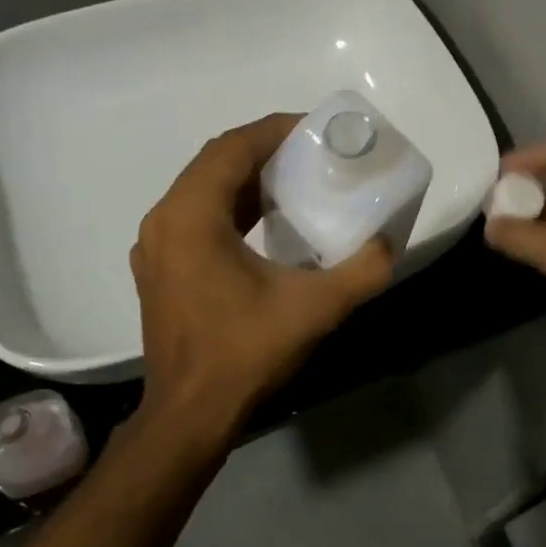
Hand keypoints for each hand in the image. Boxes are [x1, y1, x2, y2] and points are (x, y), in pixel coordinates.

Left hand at [130, 113, 394, 439]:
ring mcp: (156, 245)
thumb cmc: (244, 354)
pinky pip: (196, 214)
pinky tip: (266, 219)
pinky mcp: (160, 267)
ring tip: (294, 177)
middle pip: (215, 161)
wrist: (189, 417)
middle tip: (311, 151)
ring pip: (203, 187)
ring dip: (246, 175)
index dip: (275, 130)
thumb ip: (362, 270)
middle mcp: (164, 220)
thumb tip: (389, 242)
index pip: (232, 148)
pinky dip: (231, 203)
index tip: (315, 129)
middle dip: (264, 148)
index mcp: (191, 216)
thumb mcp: (316, 308)